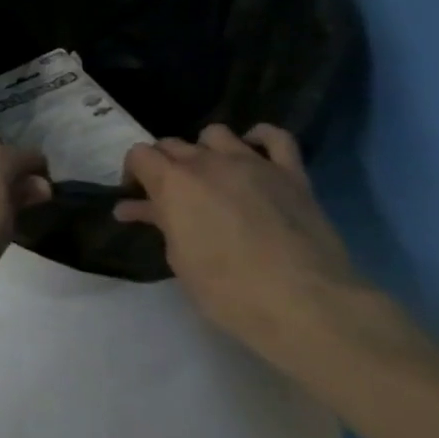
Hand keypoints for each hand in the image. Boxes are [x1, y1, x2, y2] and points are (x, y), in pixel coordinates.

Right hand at [118, 124, 421, 375]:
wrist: (305, 303)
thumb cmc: (227, 290)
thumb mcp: (179, 259)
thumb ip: (161, 223)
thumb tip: (136, 208)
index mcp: (173, 183)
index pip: (139, 155)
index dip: (133, 174)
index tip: (137, 198)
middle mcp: (208, 162)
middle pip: (173, 144)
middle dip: (164, 165)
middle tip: (169, 196)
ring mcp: (253, 163)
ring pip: (216, 134)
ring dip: (204, 150)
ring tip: (209, 176)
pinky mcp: (291, 173)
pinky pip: (275, 138)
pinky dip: (260, 139)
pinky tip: (253, 153)